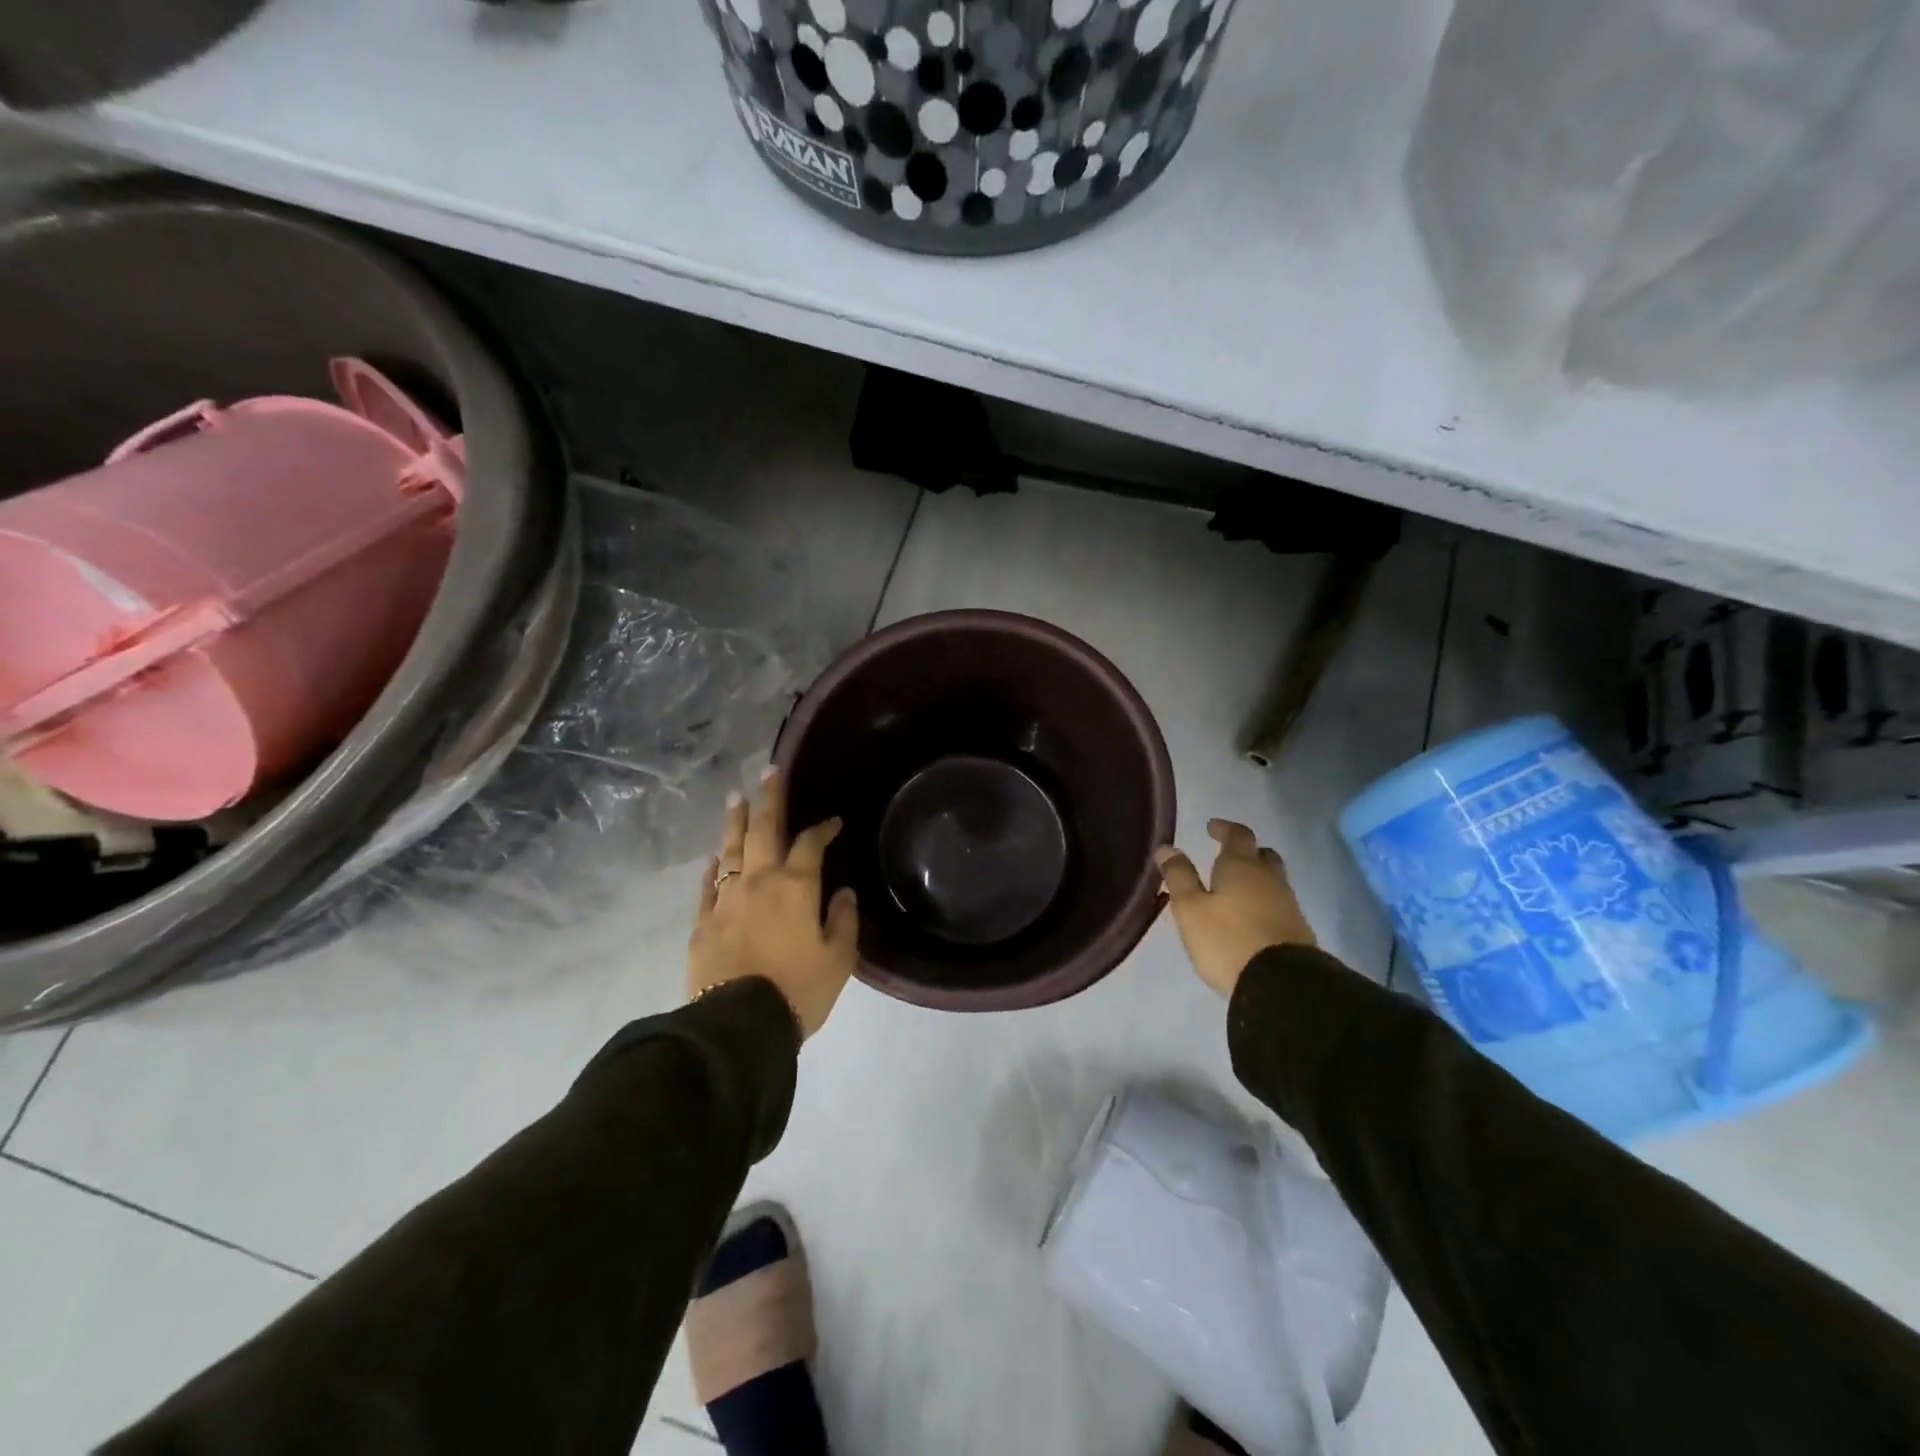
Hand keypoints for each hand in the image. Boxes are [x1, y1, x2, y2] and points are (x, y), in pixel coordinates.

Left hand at [688, 767, 858, 1040]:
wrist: (739, 1026)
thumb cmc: (798, 991)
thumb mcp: (838, 960)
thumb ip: (843, 921)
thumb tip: (843, 893)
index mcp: (796, 887)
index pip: (811, 844)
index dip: (823, 828)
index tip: (833, 822)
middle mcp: (759, 882)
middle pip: (764, 829)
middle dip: (770, 798)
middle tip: (770, 771)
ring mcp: (725, 900)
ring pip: (731, 849)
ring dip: (736, 821)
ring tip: (737, 798)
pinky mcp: (702, 922)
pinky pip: (707, 884)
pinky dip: (713, 866)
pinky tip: (715, 856)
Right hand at [1155, 820, 1315, 997]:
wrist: (1282, 985)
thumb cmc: (1228, 940)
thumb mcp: (1190, 909)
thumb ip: (1179, 877)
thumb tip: (1167, 847)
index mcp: (1241, 867)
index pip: (1238, 834)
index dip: (1224, 828)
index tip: (1211, 827)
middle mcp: (1269, 879)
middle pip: (1263, 855)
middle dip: (1246, 852)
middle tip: (1227, 857)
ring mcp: (1288, 905)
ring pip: (1273, 880)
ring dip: (1256, 879)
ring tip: (1235, 890)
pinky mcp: (1298, 931)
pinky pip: (1279, 905)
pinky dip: (1264, 902)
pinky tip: (1251, 918)